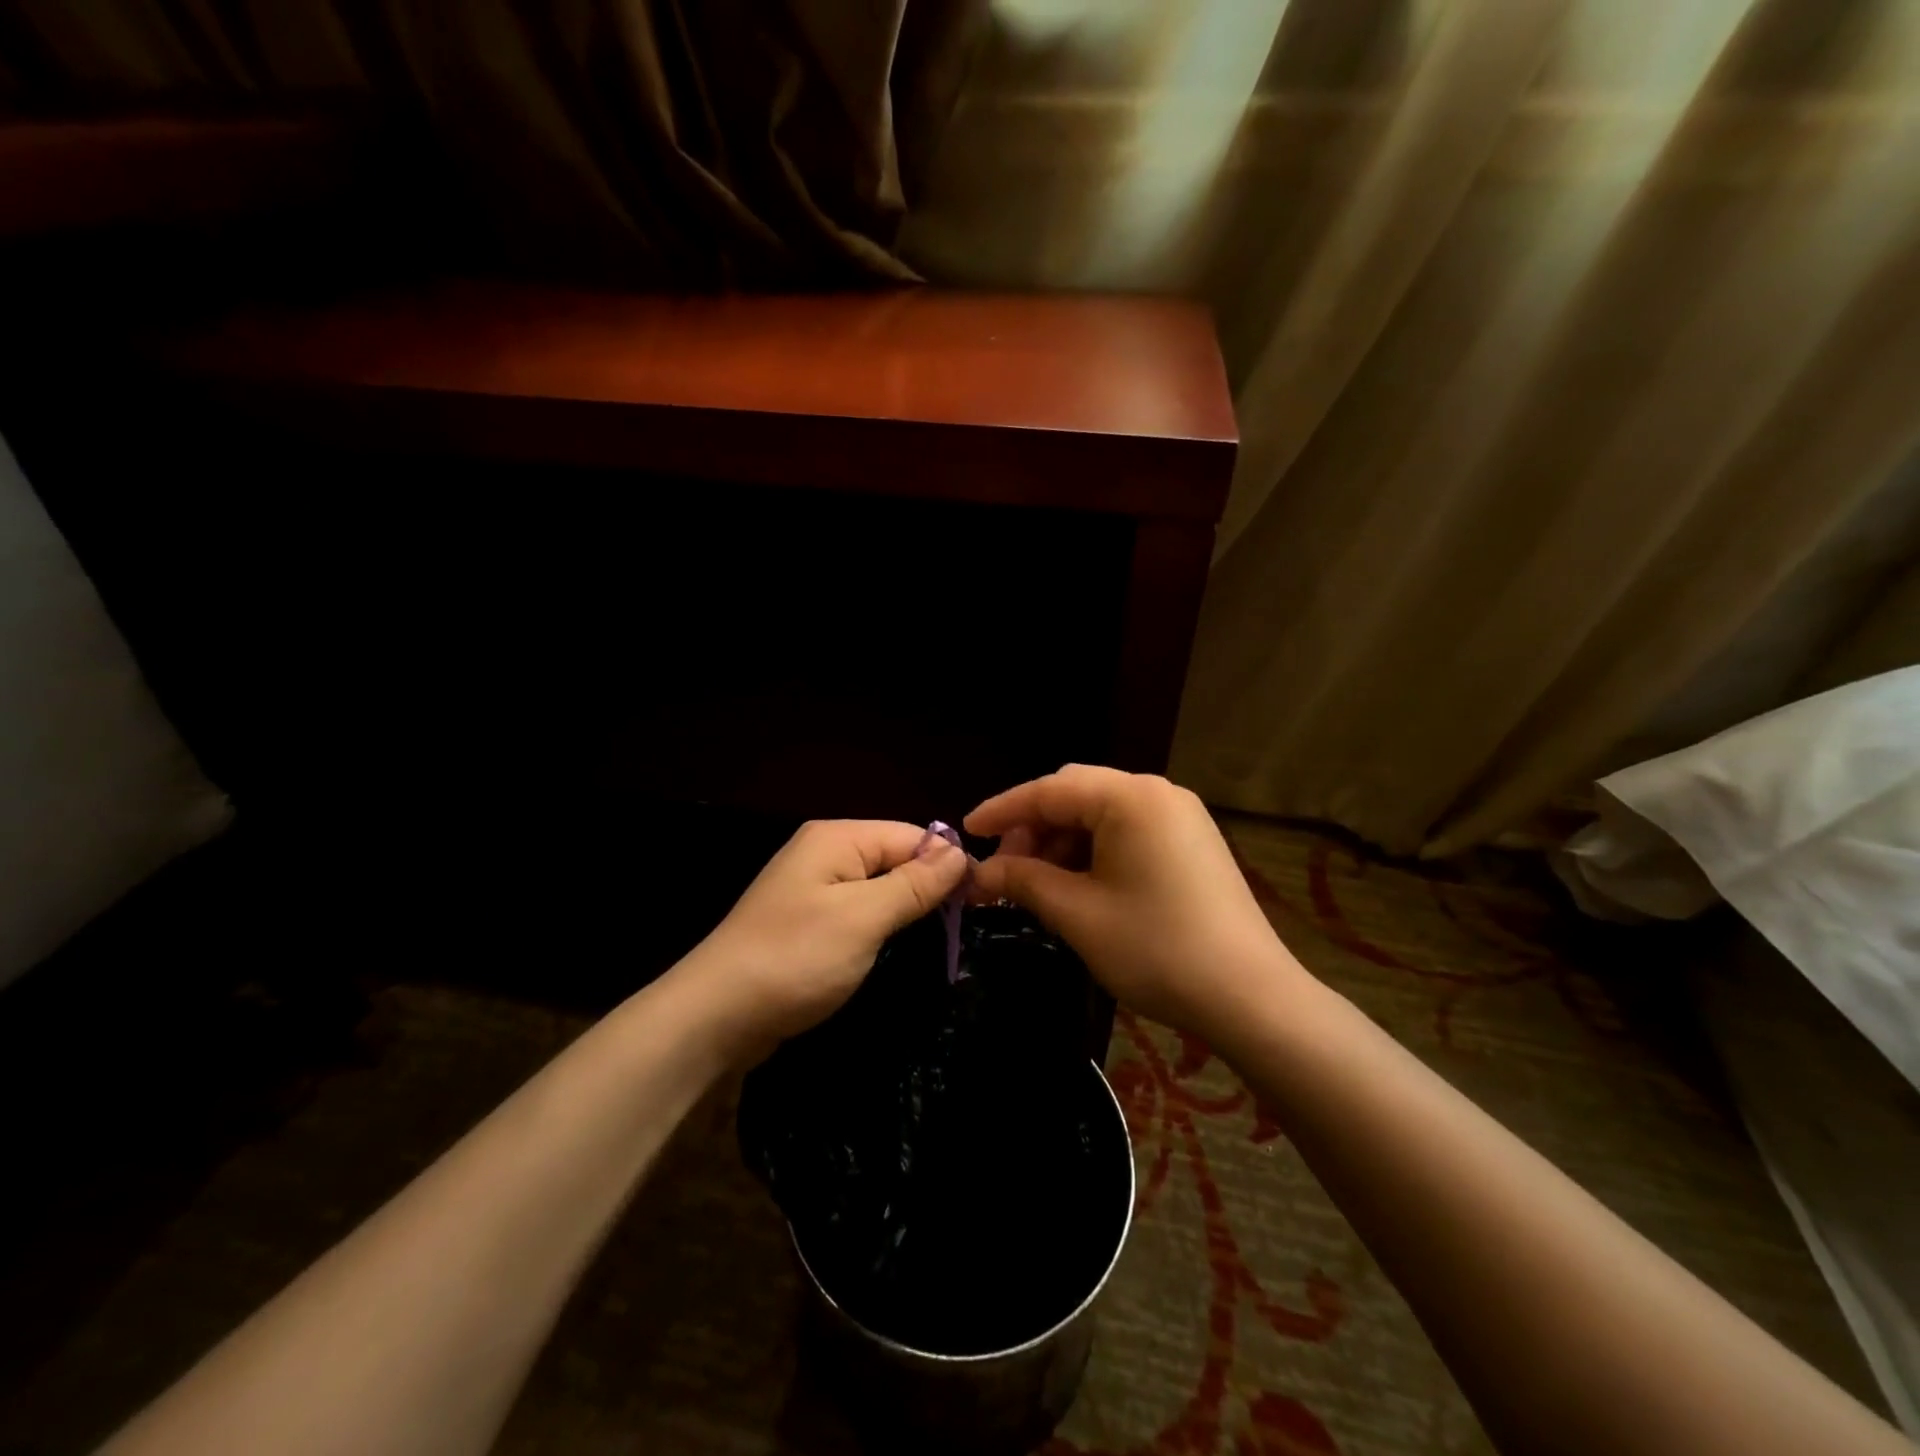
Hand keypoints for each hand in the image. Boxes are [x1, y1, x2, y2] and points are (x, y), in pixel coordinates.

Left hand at [686, 819, 967, 1060]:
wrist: (714, 1018)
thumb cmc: (795, 959)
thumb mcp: (863, 918)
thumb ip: (914, 883)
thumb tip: (959, 851)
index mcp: (837, 838)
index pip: (911, 836)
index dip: (946, 865)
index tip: (978, 903)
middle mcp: (823, 853)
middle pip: (894, 859)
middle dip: (926, 890)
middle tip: (960, 929)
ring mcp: (811, 889)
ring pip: (877, 889)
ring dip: (904, 913)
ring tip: (936, 944)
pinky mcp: (806, 923)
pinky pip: (856, 913)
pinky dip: (879, 929)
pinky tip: (894, 951)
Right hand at [966, 766, 1306, 1036]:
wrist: (1250, 997)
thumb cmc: (1155, 948)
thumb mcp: (1077, 913)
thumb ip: (1023, 880)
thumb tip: (978, 873)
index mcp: (1129, 797)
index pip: (1049, 790)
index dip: (1002, 811)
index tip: (966, 831)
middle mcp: (1157, 793)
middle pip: (1076, 794)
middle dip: (1033, 827)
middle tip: (1004, 867)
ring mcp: (1180, 816)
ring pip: (1102, 814)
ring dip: (1063, 842)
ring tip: (1039, 884)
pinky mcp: (1192, 842)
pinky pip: (1128, 831)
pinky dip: (1094, 851)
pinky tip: (1079, 885)